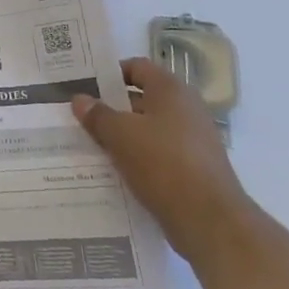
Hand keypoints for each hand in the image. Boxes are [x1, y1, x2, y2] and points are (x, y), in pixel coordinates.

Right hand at [72, 57, 254, 268]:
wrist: (209, 220)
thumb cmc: (162, 163)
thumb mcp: (119, 134)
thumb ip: (97, 114)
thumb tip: (80, 99)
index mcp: (172, 91)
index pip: (137, 67)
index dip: (110, 73)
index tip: (84, 84)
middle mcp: (186, 109)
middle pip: (141, 98)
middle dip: (110, 106)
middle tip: (79, 114)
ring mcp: (192, 140)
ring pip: (147, 128)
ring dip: (121, 133)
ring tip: (89, 142)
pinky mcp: (192, 167)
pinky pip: (157, 152)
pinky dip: (136, 155)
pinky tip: (112, 167)